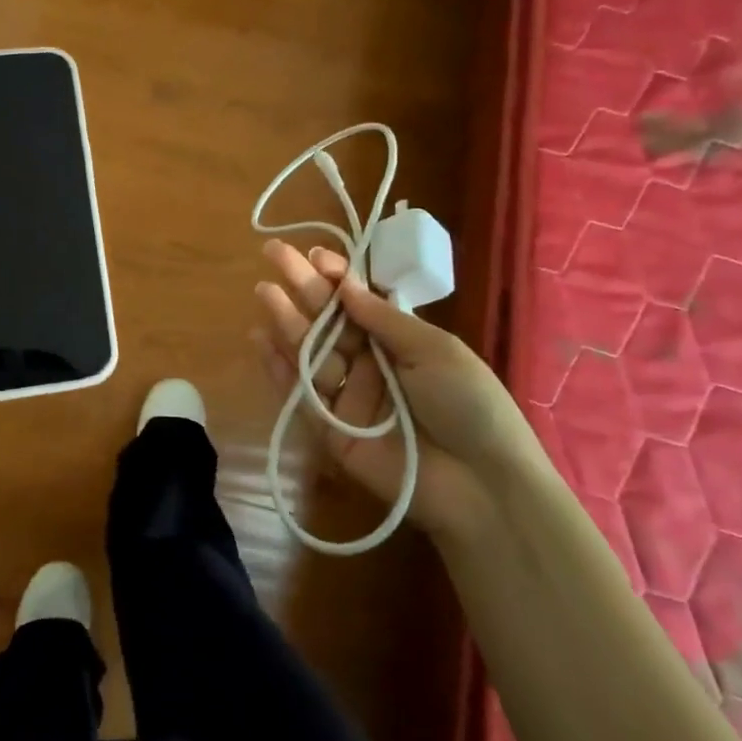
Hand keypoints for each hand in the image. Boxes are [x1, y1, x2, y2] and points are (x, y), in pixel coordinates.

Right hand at [251, 240, 545, 539]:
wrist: (482, 486)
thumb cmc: (469, 404)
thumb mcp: (435, 349)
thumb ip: (383, 319)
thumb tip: (345, 285)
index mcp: (400, 342)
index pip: (359, 302)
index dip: (337, 277)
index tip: (316, 254)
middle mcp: (371, 364)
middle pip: (330, 321)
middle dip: (303, 287)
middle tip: (274, 254)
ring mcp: (349, 397)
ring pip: (311, 353)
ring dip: (286, 321)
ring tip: (264, 291)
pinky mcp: (331, 431)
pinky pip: (301, 394)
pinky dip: (278, 368)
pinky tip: (259, 339)